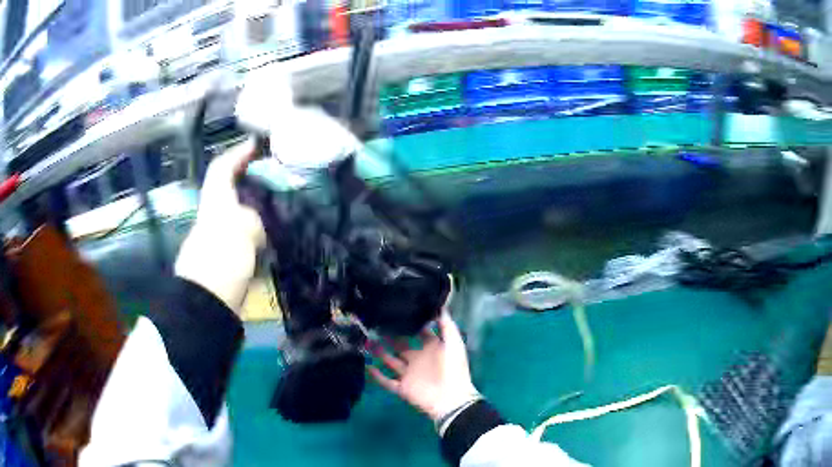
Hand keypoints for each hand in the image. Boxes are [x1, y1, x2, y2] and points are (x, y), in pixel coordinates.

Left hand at [175, 139, 265, 310]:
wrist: (208, 303)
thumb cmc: (222, 257)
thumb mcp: (243, 228)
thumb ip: (252, 219)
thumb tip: (253, 225)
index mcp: (215, 202)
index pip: (222, 168)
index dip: (237, 153)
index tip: (257, 145)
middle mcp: (214, 216)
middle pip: (231, 191)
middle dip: (252, 182)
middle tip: (278, 178)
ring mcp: (219, 239)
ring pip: (240, 215)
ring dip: (258, 210)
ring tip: (282, 207)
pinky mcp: (225, 260)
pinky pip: (244, 239)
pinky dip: (258, 235)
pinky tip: (274, 239)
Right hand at [368, 313, 479, 423]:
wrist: (451, 399)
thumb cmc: (454, 369)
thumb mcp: (454, 343)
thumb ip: (446, 325)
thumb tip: (439, 304)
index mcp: (432, 349)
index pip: (420, 333)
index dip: (411, 324)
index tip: (397, 310)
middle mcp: (419, 359)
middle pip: (401, 346)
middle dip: (389, 337)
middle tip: (375, 324)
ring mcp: (409, 374)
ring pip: (390, 361)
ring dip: (379, 352)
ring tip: (365, 340)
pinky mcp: (402, 388)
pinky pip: (386, 381)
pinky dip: (376, 375)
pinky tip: (366, 364)